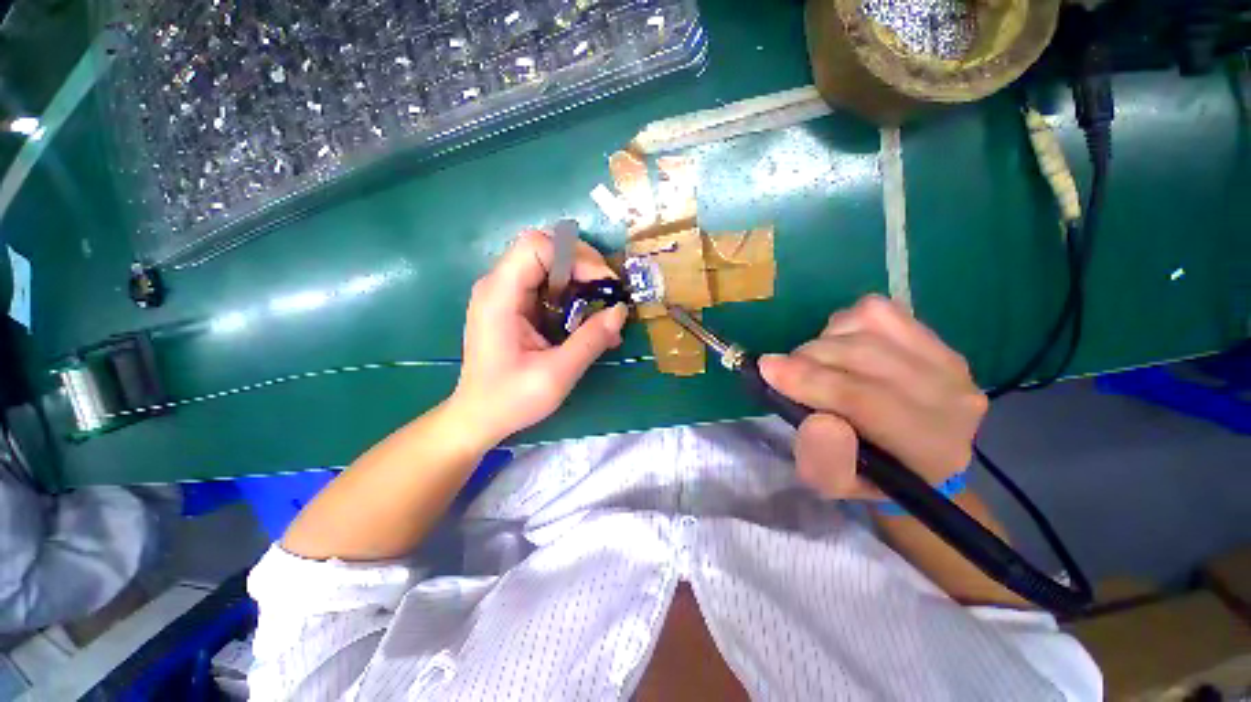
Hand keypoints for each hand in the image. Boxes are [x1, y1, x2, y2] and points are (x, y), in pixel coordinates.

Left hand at [451, 230, 627, 444]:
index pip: (537, 246)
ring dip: (582, 284)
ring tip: (605, 314)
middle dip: (584, 266)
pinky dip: (574, 298)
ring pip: (551, 267)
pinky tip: (589, 324)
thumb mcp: (557, 374)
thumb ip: (590, 340)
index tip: (603, 284)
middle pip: (546, 250)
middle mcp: (499, 285)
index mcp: (500, 296)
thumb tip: (621, 311)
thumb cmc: (510, 399)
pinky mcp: (515, 306)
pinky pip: (549, 287)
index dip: (576, 257)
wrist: (479, 417)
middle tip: (609, 294)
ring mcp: (506, 294)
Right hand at [759, 295, 987, 499]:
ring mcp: (946, 357)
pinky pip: (873, 310)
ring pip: (865, 327)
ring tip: (817, 366)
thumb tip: (818, 420)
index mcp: (930, 446)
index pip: (866, 400)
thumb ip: (824, 460)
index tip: (768, 369)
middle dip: (807, 359)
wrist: (915, 454)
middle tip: (785, 374)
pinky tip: (841, 347)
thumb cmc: (867, 472)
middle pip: (862, 355)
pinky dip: (843, 324)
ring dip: (824, 343)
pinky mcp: (933, 334)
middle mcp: (951, 396)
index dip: (811, 381)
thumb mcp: (834, 484)